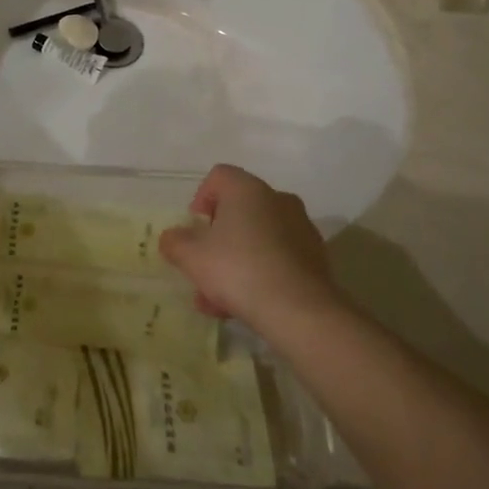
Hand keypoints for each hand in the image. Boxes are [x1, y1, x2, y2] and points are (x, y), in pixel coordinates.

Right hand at [158, 164, 339, 329]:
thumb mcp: (191, 257)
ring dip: (236, 261)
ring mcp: (301, 229)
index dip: (200, 199)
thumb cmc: (239, 270)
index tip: (195, 229)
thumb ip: (175, 242)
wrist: (300, 312)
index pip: (219, 176)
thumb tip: (172, 238)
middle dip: (217, 238)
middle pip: (239, 210)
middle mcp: (277, 199)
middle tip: (204, 266)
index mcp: (247, 189)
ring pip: (258, 238)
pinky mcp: (315, 258)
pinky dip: (260, 273)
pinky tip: (245, 306)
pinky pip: (278, 258)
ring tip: (218, 299)